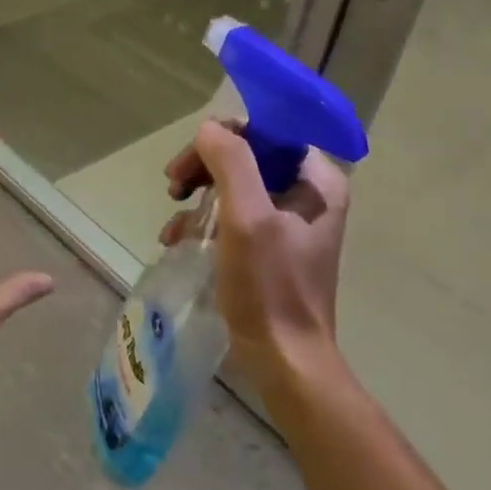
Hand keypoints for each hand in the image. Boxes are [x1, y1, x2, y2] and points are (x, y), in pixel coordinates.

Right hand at [161, 120, 351, 387]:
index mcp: (317, 181)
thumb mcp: (247, 218)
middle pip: (246, 156)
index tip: (189, 164)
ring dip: (198, 196)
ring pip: (234, 184)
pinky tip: (179, 239)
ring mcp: (290, 221)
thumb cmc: (270, 286)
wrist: (284, 360)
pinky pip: (233, 215)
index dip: (223, 138)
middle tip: (173, 186)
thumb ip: (231, 162)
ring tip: (173, 222)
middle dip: (204, 168)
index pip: (266, 132)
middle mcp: (308, 194)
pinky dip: (204, 222)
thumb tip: (209, 129)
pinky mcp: (271, 246)